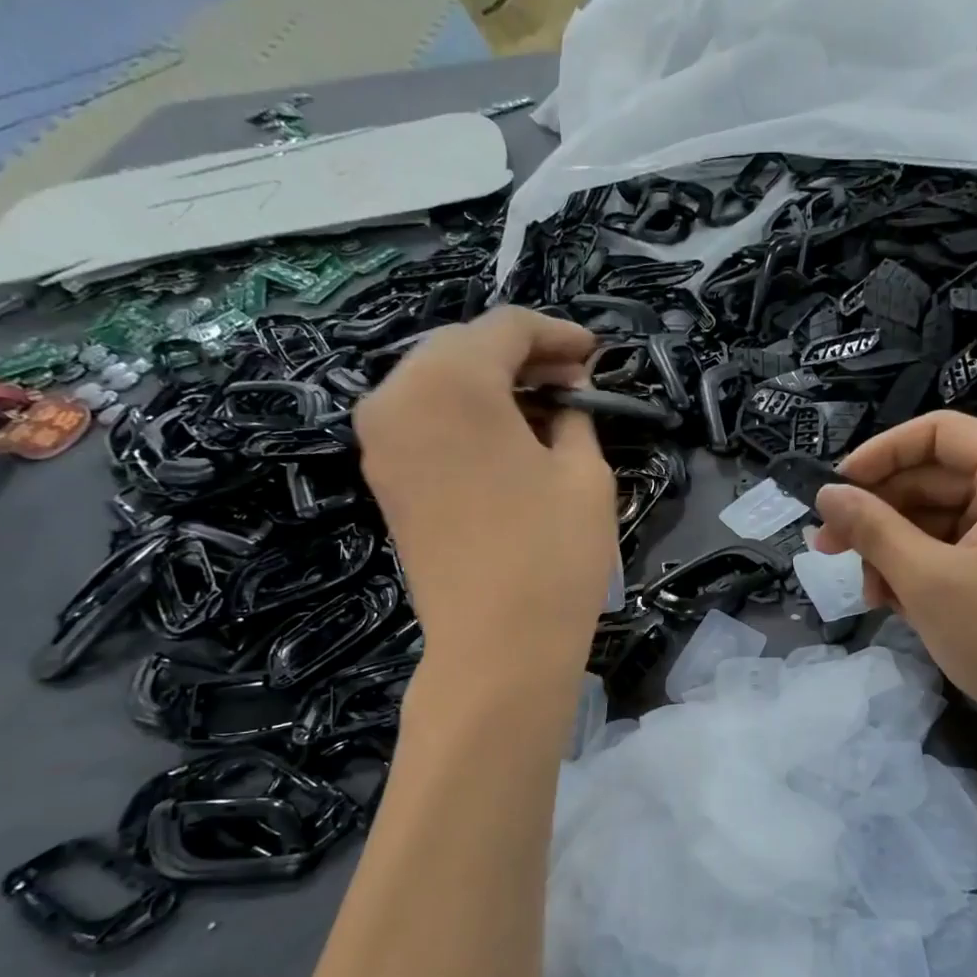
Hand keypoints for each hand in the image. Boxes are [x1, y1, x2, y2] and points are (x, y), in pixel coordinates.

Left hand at [355, 308, 615, 673]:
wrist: (496, 648)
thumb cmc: (552, 555)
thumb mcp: (585, 474)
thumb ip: (575, 416)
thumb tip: (565, 395)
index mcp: (450, 382)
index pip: (506, 328)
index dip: (557, 335)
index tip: (595, 354)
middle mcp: (398, 397)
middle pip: (463, 348)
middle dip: (522, 357)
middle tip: (573, 383)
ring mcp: (380, 441)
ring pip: (439, 384)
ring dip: (492, 387)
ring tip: (545, 413)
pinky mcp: (384, 480)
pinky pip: (424, 421)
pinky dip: (465, 418)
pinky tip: (507, 440)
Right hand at [812, 411, 976, 751]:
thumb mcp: (927, 579)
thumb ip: (872, 529)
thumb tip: (826, 493)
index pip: (937, 434)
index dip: (879, 455)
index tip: (833, 490)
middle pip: (931, 477)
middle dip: (879, 515)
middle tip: (827, 547)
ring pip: (934, 517)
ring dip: (892, 550)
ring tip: (869, 593)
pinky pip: (949, 547)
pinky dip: (917, 569)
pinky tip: (893, 603)